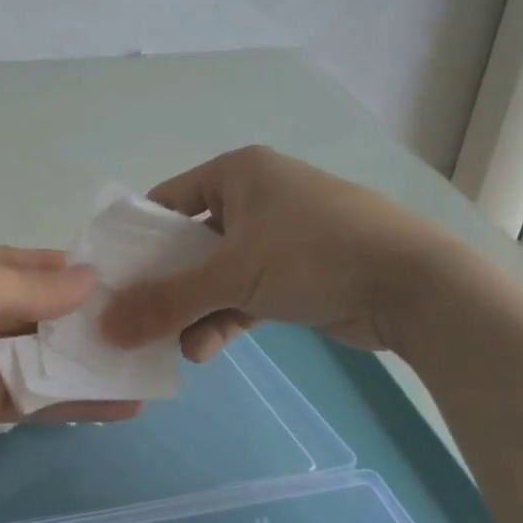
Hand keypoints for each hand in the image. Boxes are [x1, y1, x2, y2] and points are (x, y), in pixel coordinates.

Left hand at [0, 244, 141, 476]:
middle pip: (46, 311)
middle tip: (154, 322)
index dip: (77, 271)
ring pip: (48, 356)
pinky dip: (78, 401)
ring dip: (93, 360)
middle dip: (93, 317)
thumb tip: (91, 280)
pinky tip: (126, 403)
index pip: (32, 264)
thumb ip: (30, 286)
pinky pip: (39, 399)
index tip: (132, 277)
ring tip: (151, 362)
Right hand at [100, 146, 447, 359]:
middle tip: (134, 318)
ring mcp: (279, 236)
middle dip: (165, 284)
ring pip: (217, 274)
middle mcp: (256, 197)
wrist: (415, 286)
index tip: (112, 277)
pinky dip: (224, 319)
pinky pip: (245, 294)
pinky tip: (204, 350)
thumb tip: (107, 328)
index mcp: (237, 173)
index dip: (137, 238)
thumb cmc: (313, 254)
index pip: (168, 200)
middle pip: (190, 242)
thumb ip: (166, 302)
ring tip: (173, 346)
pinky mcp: (297, 274)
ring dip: (194, 309)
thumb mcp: (231, 275)